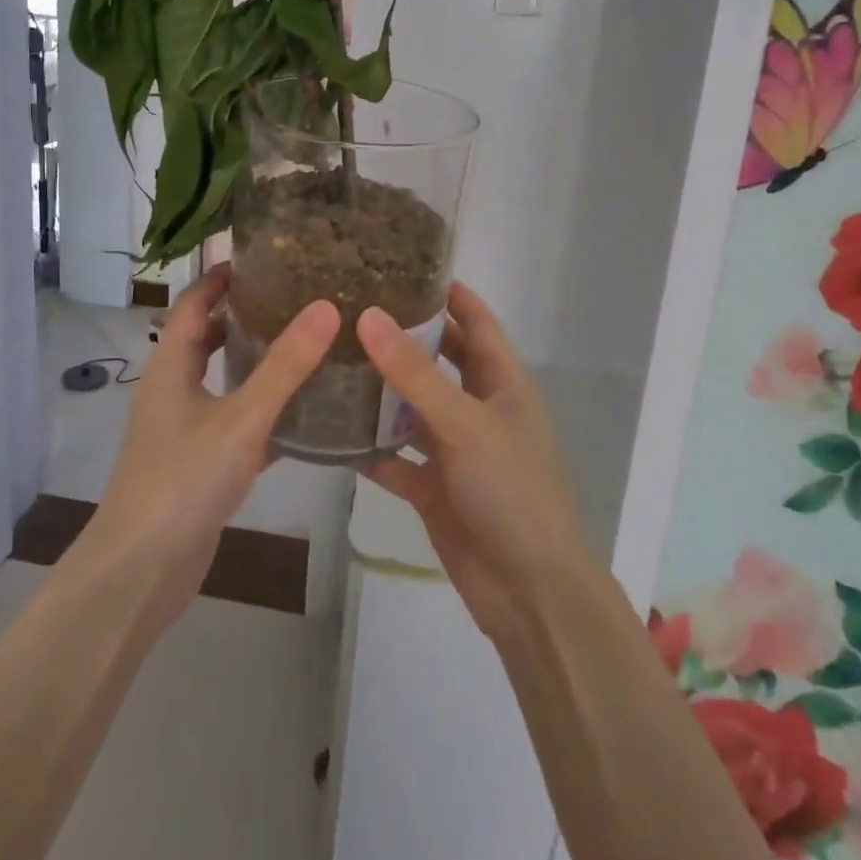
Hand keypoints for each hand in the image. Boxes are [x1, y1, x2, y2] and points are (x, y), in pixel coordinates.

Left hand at [78, 264, 339, 632]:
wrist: (141, 571)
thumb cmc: (183, 481)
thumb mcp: (240, 418)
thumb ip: (284, 366)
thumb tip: (325, 307)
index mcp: (170, 365)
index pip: (193, 301)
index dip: (222, 276)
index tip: (266, 257)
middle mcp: (172, 388)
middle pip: (206, 336)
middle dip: (244, 314)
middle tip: (297, 297)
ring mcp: (183, 427)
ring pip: (222, 379)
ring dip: (254, 361)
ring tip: (306, 344)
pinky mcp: (199, 461)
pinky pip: (233, 419)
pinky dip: (261, 408)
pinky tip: (302, 411)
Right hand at [360, 284, 594, 642]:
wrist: (529, 592)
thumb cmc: (511, 491)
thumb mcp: (463, 422)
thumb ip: (414, 372)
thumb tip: (369, 316)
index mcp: (503, 384)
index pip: (477, 323)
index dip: (449, 294)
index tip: (405, 266)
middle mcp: (479, 410)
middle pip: (440, 361)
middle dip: (404, 338)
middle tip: (353, 309)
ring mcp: (456, 451)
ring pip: (412, 409)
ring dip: (380, 391)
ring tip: (332, 359)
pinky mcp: (434, 488)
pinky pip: (396, 459)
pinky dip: (371, 447)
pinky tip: (331, 430)